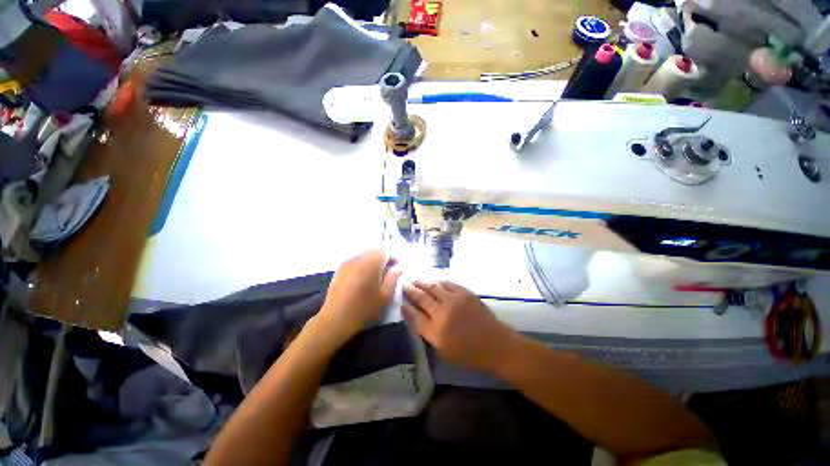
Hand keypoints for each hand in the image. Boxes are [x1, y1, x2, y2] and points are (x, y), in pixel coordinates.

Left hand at [315, 250, 400, 346]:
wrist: (335, 319)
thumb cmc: (363, 308)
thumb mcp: (384, 296)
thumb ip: (393, 278)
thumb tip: (398, 268)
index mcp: (371, 263)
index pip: (385, 252)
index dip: (393, 259)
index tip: (397, 269)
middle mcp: (359, 258)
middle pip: (374, 251)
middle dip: (383, 259)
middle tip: (387, 272)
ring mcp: (347, 262)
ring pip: (365, 255)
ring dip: (373, 261)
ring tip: (376, 277)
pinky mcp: (340, 269)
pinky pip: (356, 261)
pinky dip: (363, 265)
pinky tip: (363, 279)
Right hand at [402, 281, 517, 371]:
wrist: (495, 344)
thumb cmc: (469, 353)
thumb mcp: (444, 351)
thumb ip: (428, 333)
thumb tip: (416, 317)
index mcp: (436, 332)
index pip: (415, 316)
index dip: (407, 308)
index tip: (402, 302)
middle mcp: (442, 313)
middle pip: (422, 298)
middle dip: (411, 291)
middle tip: (405, 286)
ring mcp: (454, 300)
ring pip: (433, 287)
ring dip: (422, 283)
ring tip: (415, 281)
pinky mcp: (465, 293)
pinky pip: (448, 283)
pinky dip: (438, 282)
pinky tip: (434, 281)